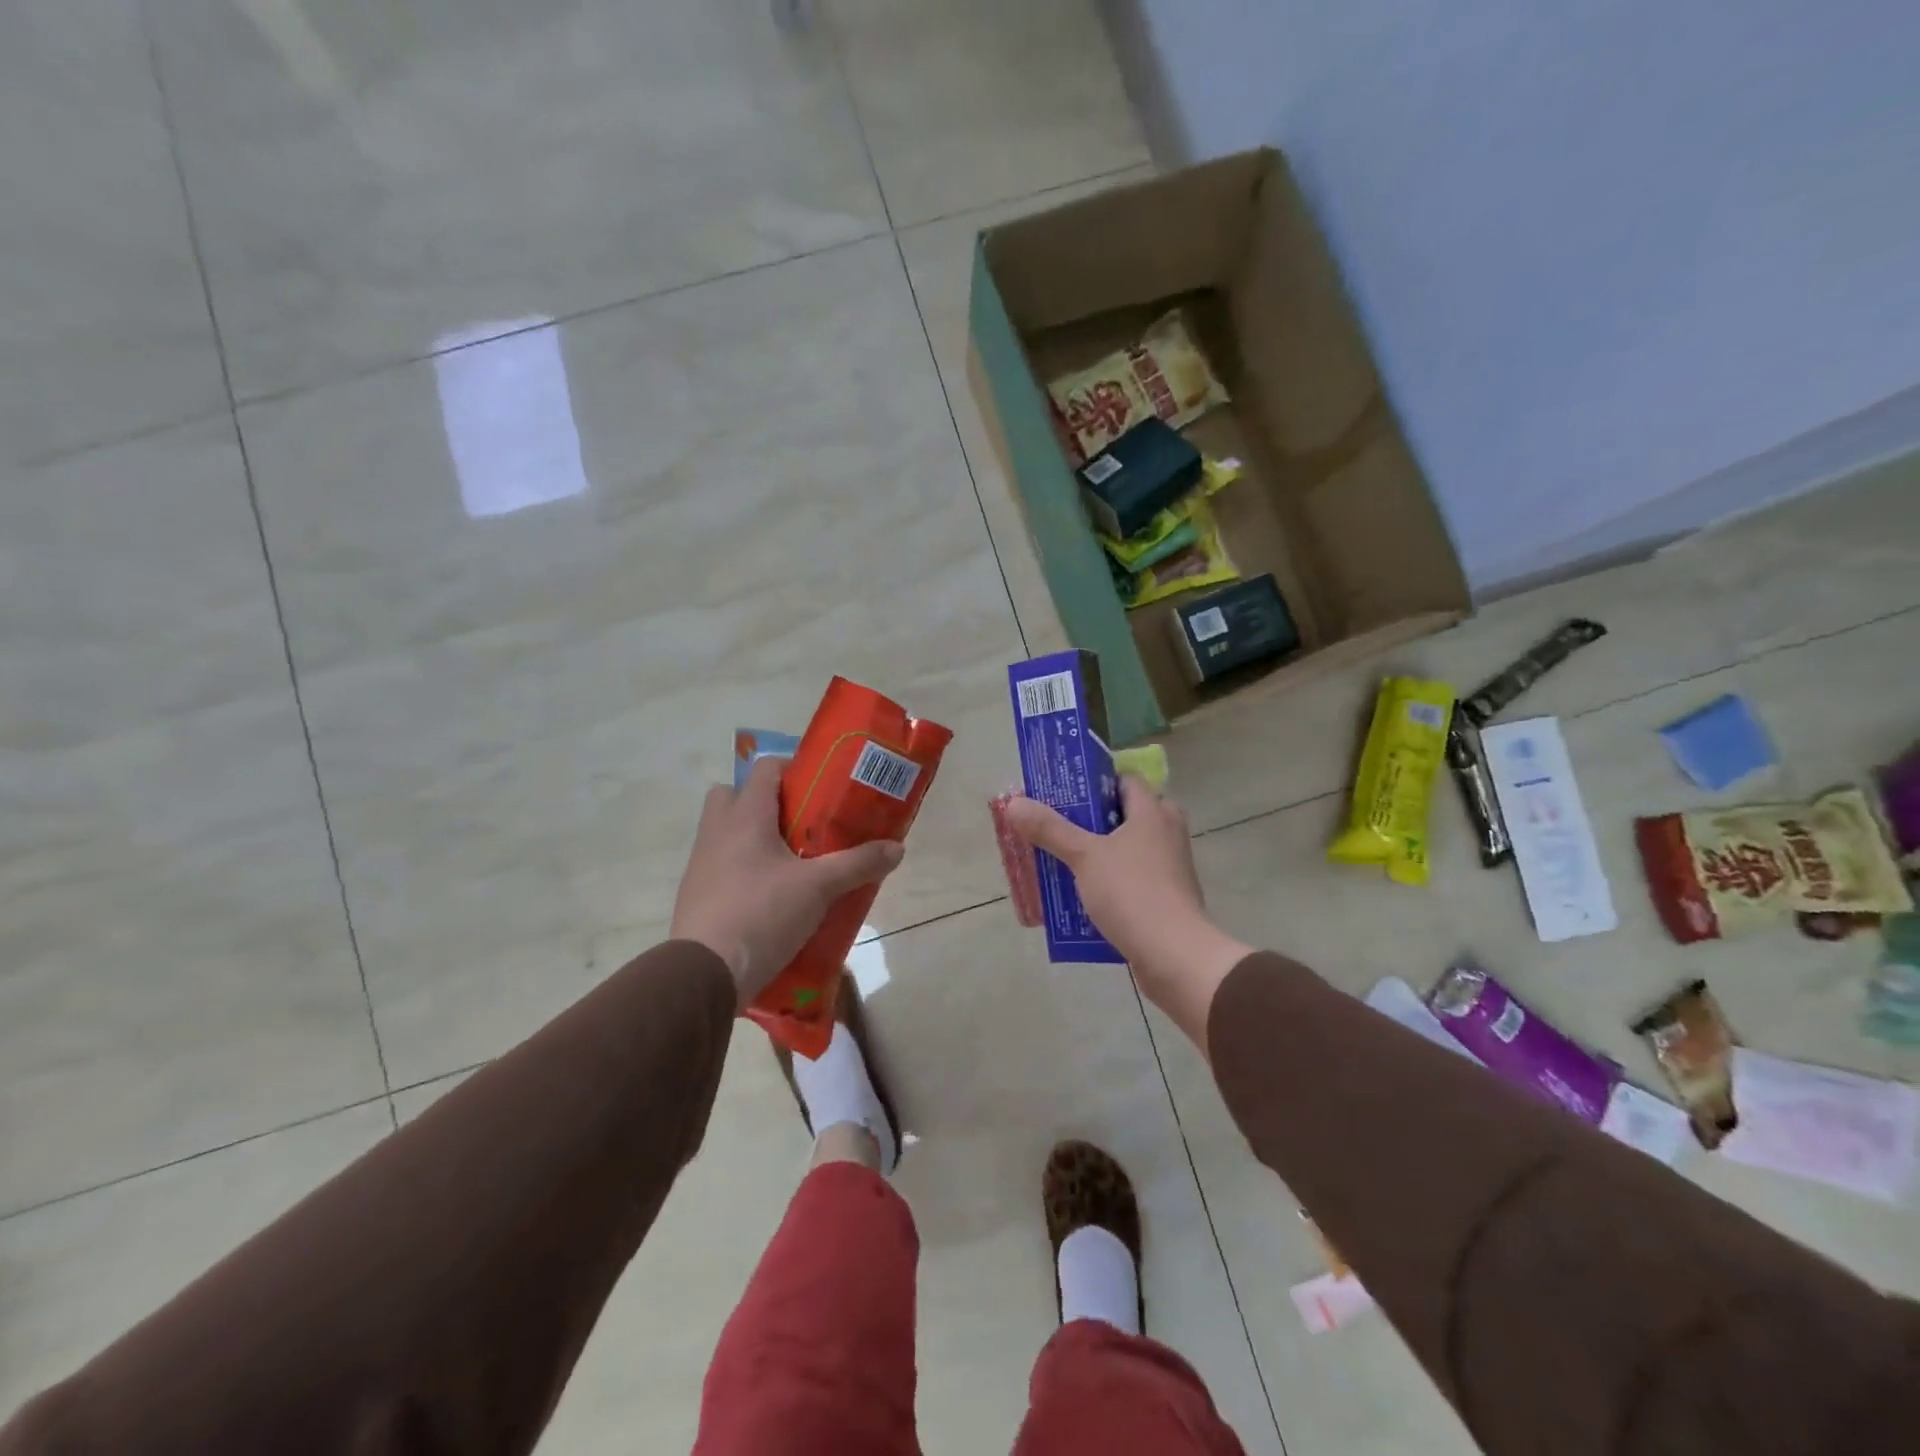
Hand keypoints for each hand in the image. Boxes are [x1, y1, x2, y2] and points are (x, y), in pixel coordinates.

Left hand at [671, 756, 903, 1006]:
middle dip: (764, 802)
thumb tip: (897, 848)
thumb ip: (858, 864)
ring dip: (753, 838)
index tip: (821, 786)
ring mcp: (701, 865)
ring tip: (791, 861)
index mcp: (744, 816)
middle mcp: (716, 832)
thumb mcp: (819, 888)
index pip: (764, 768)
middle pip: (733, 795)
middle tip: (800, 822)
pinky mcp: (696, 896)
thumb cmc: (762, 913)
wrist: (704, 974)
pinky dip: (743, 871)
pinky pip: (721, 867)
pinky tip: (771, 896)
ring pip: (725, 832)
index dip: (793, 769)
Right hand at [1003, 776, 1251, 1051]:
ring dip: (1098, 853)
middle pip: (1125, 814)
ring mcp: (1170, 866)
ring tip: (1061, 859)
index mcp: (1153, 812)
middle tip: (1058, 826)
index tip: (1064, 791)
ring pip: (1127, 848)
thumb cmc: (1131, 892)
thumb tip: (1013, 803)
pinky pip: (1133, 878)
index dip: (1094, 781)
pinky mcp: (1168, 897)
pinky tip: (1081, 893)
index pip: (1125, 780)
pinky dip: (1110, 880)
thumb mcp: (1084, 857)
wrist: (1175, 955)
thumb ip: (1049, 829)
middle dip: (1091, 820)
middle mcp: (1167, 832)